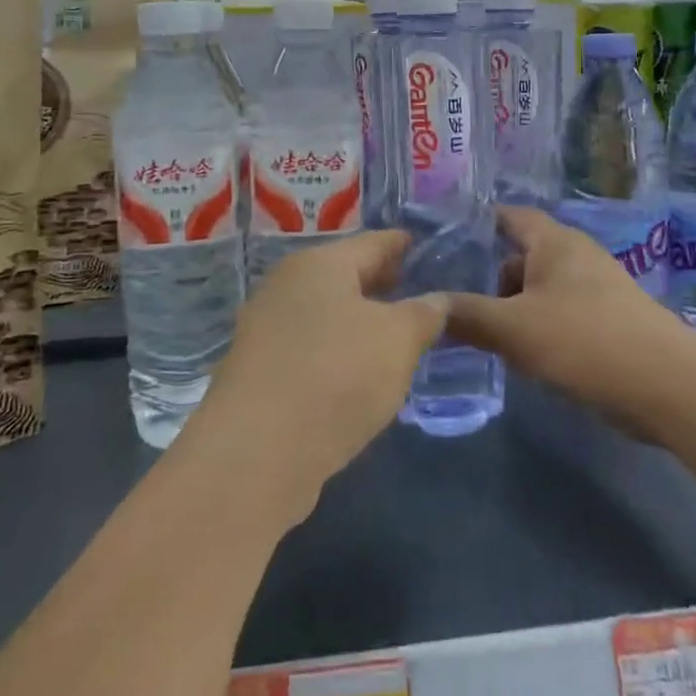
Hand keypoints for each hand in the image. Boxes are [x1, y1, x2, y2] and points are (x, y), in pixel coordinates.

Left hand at [193, 231, 444, 517]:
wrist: (257, 453)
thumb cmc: (337, 375)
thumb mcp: (398, 340)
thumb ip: (423, 314)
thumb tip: (438, 299)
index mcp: (320, 263)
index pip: (373, 242)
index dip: (404, 244)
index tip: (428, 247)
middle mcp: (287, 285)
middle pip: (345, 274)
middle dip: (382, 282)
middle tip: (420, 291)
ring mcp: (266, 328)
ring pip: (326, 312)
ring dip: (360, 319)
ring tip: (397, 334)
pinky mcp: (258, 371)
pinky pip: (310, 346)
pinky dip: (338, 349)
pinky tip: (359, 372)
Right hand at [445, 206, 695, 438]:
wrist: (667, 386)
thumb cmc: (583, 341)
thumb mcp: (513, 329)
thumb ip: (467, 315)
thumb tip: (426, 306)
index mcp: (554, 242)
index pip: (510, 216)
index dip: (479, 223)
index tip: (445, 240)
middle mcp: (577, 256)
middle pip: (523, 256)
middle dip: (492, 278)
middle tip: (458, 305)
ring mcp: (598, 289)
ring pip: (541, 289)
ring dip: (515, 308)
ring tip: (488, 337)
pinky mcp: (610, 321)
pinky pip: (561, 313)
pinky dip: (539, 326)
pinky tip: (526, 356)